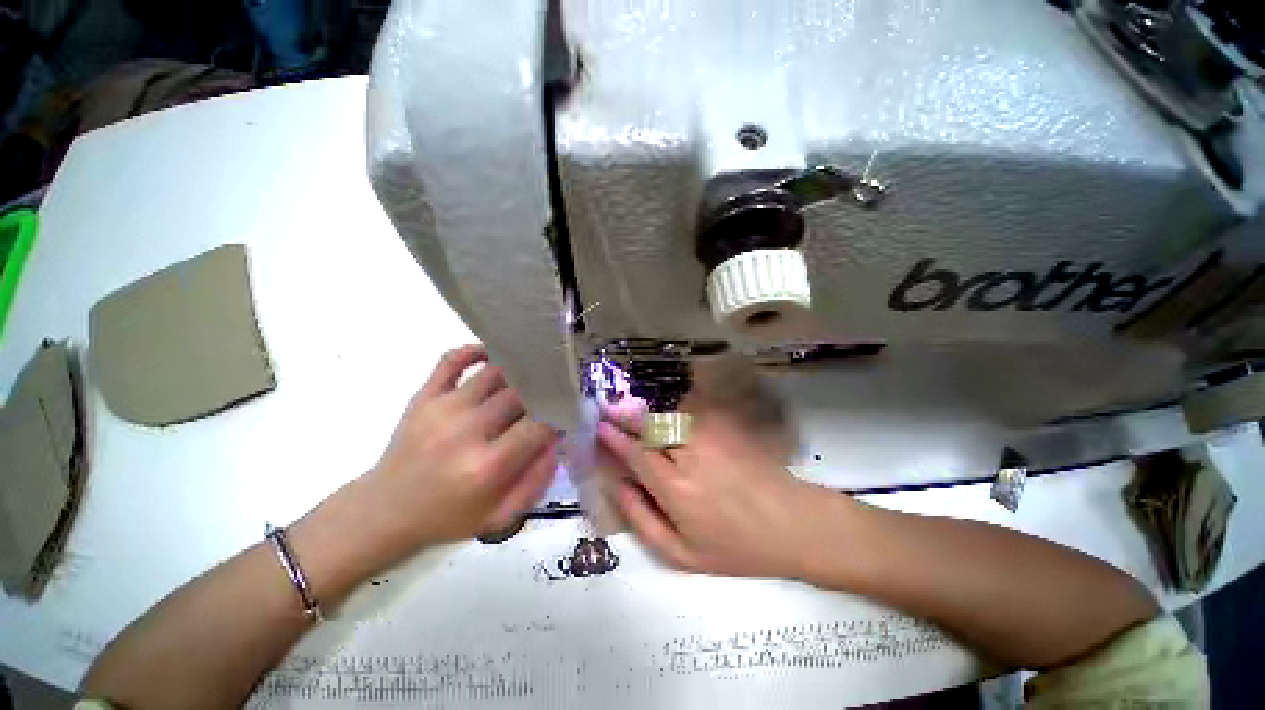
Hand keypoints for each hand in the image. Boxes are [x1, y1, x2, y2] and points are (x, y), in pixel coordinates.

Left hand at [356, 345, 557, 554]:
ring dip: (518, 370)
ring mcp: (443, 409)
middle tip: (554, 391)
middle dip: (542, 391)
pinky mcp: (424, 397)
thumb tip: (557, 440)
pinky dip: (475, 350)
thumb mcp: (500, 515)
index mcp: (487, 466)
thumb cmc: (448, 516)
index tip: (565, 415)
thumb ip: (537, 480)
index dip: (558, 417)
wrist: (384, 511)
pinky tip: (493, 355)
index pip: (538, 426)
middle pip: (519, 395)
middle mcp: (467, 431)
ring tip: (532, 371)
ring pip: (494, 373)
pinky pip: (451, 360)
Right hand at [597, 412, 837, 578]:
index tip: (600, 427)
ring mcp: (710, 435)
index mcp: (674, 488)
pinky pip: (691, 411)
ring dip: (647, 411)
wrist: (790, 523)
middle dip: (625, 416)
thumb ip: (643, 521)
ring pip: (668, 415)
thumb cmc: (735, 546)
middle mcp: (689, 454)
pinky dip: (673, 409)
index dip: (614, 438)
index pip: (635, 453)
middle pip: (649, 426)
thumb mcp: (682, 555)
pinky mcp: (726, 427)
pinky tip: (667, 413)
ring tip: (632, 410)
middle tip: (610, 408)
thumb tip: (619, 487)